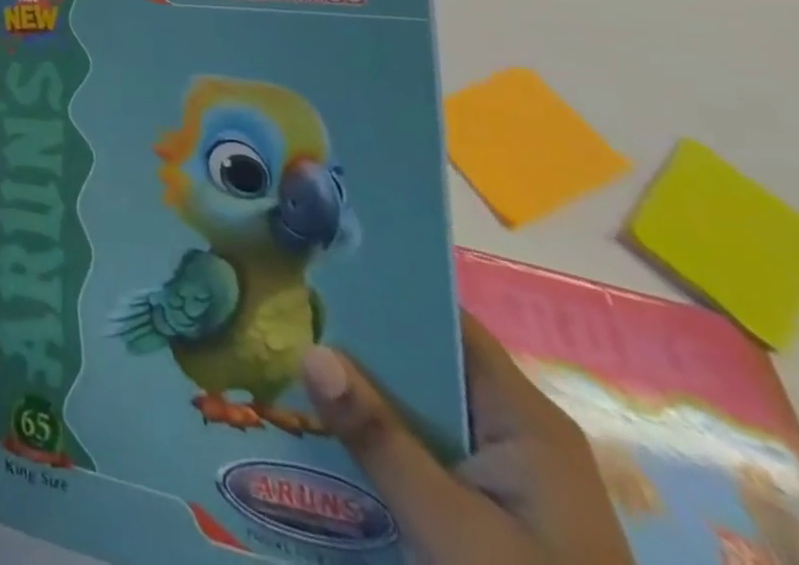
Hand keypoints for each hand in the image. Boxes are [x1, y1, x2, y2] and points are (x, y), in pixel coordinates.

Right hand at [301, 312, 634, 564]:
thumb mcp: (452, 529)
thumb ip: (380, 438)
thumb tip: (307, 348)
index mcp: (523, 418)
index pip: (443, 321)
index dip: (381, 290)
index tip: (311, 268)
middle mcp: (513, 430)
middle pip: (420, 363)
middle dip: (351, 344)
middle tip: (275, 314)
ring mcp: (501, 473)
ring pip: (413, 409)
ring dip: (356, 395)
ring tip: (278, 361)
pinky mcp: (487, 508)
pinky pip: (418, 449)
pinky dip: (373, 437)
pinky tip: (318, 430)